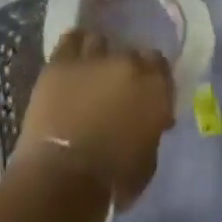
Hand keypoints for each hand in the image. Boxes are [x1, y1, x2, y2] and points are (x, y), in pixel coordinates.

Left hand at [17, 29, 174, 208]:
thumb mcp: (147, 160)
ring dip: (100, 57)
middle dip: (126, 71)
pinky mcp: (61, 62)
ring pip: (101, 42)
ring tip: (92, 74)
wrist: (62, 181)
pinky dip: (75, 46)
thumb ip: (151, 129)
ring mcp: (94, 58)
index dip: (152, 78)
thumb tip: (149, 120)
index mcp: (154, 87)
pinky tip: (74, 58)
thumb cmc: (112, 182)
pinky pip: (72, 39)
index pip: (160, 65)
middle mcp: (128, 63)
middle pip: (131, 54)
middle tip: (117, 91)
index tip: (146, 95)